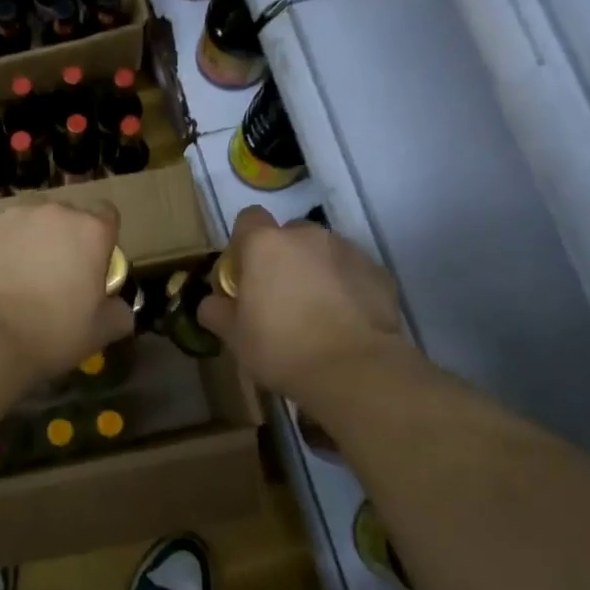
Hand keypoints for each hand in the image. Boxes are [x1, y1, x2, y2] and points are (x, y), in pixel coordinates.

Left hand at [0, 201, 133, 381]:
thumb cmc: (54, 331)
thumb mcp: (102, 330)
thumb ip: (119, 311)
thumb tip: (118, 306)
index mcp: (91, 230)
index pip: (107, 214)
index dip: (101, 238)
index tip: (93, 263)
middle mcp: (54, 212)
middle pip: (65, 215)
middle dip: (63, 237)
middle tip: (55, 273)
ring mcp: (12, 216)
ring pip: (27, 220)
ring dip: (29, 239)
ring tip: (19, 274)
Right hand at [198, 206, 405, 397]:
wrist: (355, 369)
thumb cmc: (282, 348)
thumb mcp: (235, 337)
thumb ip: (217, 312)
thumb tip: (212, 303)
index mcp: (265, 244)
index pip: (248, 219)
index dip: (244, 243)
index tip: (245, 274)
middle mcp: (307, 236)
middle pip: (288, 235)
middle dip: (283, 257)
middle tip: (280, 297)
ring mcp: (347, 250)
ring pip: (323, 252)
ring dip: (316, 271)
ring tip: (318, 312)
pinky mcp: (378, 271)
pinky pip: (352, 271)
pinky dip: (346, 287)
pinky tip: (345, 320)